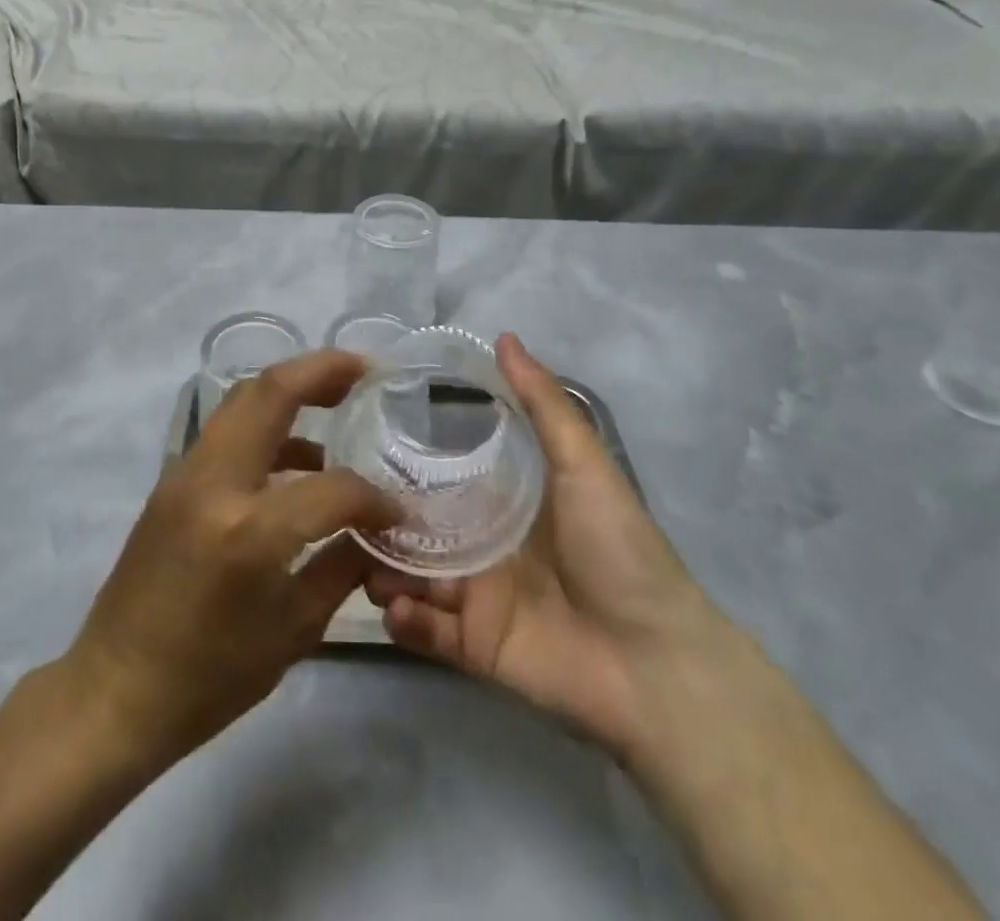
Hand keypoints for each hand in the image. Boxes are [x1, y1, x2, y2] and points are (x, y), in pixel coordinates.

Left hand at [64, 350, 400, 766]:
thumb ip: (342, 567)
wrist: (115, 690)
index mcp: (249, 530)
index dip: (375, 498)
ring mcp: (185, 473)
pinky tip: (296, 458)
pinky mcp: (172, 479)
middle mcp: (214, 483)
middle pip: (270, 392)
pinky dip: (265, 425)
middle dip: (321, 370)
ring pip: (242, 400)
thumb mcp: (293, 632)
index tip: (397, 511)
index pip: (332, 489)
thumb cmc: (209, 678)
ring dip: (290, 389)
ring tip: (335, 399)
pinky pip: (226, 431)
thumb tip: (378, 532)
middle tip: (363, 370)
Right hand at [367, 333, 731, 757]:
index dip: (403, 459)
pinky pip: (425, 631)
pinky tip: (396, 604)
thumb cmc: (619, 550)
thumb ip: (542, 403)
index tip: (360, 438)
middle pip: (416, 525)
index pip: (441, 473)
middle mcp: (481, 544)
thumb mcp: (582, 463)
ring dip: (380, 568)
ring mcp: (475, 597)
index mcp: (503, 501)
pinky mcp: (473, 647)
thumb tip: (503, 337)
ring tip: (360, 557)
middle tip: (343, 503)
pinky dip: (403, 619)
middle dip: (379, 516)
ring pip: (409, 575)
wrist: (656, 662)